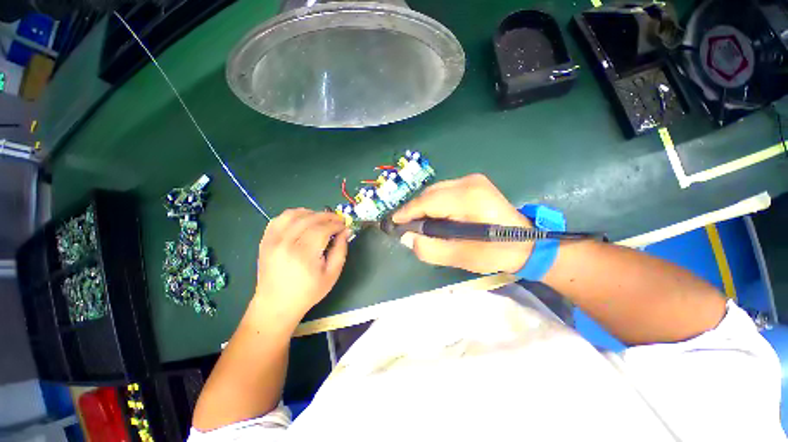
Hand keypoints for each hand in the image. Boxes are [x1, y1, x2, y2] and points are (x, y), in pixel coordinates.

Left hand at [253, 209, 349, 322]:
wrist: (276, 305)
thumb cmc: (308, 292)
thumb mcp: (332, 274)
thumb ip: (341, 250)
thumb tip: (346, 231)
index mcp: (304, 254)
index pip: (323, 229)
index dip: (336, 224)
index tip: (344, 225)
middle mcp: (286, 244)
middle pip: (309, 219)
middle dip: (327, 216)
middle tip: (337, 219)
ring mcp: (273, 241)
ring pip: (293, 215)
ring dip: (310, 212)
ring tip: (321, 218)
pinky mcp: (265, 241)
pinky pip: (278, 219)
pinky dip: (292, 215)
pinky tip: (302, 219)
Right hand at [393, 174, 532, 273]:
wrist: (526, 244)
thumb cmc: (495, 253)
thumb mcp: (461, 257)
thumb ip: (430, 249)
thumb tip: (407, 237)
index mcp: (467, 198)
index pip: (427, 202)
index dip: (407, 212)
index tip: (393, 223)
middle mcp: (468, 182)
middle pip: (429, 194)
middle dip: (414, 210)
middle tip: (406, 226)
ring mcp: (473, 180)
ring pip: (435, 191)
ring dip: (424, 207)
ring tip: (419, 223)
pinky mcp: (474, 183)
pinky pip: (444, 191)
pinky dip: (435, 203)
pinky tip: (435, 216)